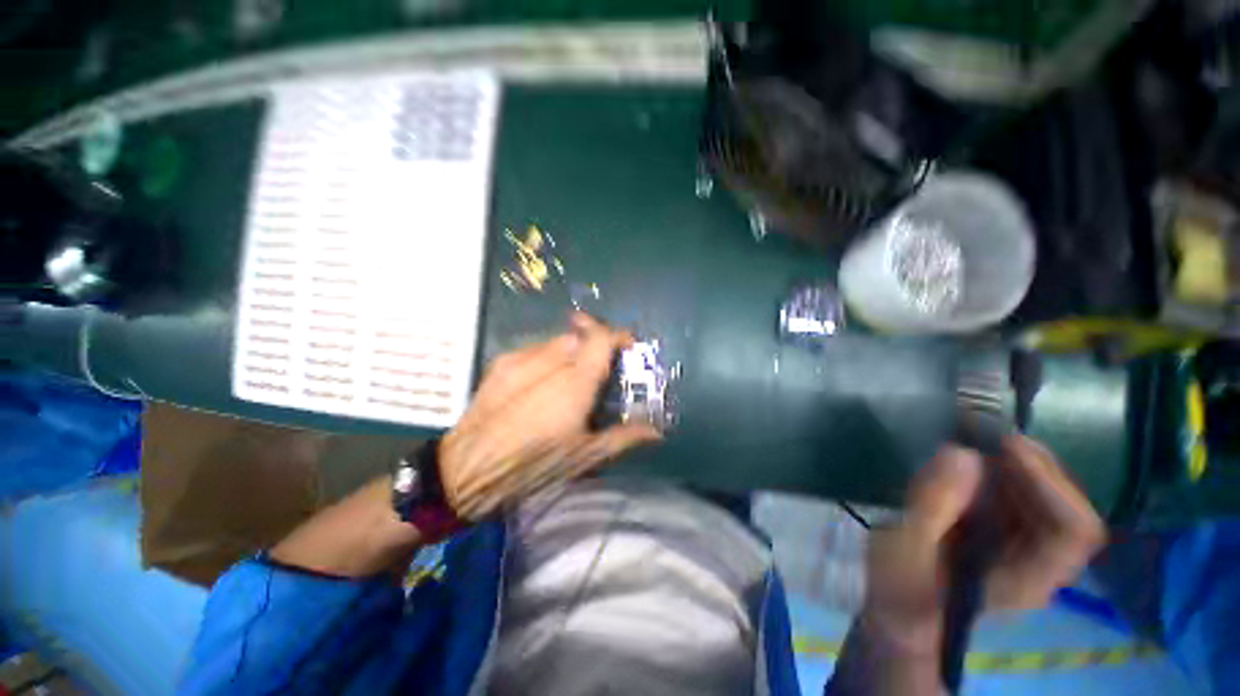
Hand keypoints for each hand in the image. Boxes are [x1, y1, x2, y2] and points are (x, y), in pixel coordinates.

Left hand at [439, 312, 662, 519]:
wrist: (464, 471)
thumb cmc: (532, 465)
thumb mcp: (583, 457)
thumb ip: (623, 437)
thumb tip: (657, 432)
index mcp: (573, 382)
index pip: (600, 337)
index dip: (618, 335)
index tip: (627, 347)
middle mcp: (548, 361)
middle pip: (580, 335)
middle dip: (594, 346)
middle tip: (598, 372)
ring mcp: (520, 358)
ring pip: (556, 340)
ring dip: (571, 352)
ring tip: (568, 381)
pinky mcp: (500, 363)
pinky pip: (533, 349)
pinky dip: (547, 358)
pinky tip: (541, 385)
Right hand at [863, 437, 1105, 652]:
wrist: (897, 614)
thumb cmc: (900, 591)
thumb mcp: (904, 550)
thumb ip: (932, 504)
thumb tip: (962, 453)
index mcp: (1027, 579)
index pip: (1074, 530)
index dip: (1050, 483)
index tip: (1004, 447)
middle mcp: (1039, 563)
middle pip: (1066, 506)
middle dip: (1031, 465)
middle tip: (984, 434)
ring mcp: (1023, 548)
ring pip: (1045, 497)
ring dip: (1015, 464)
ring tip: (973, 440)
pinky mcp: (1003, 534)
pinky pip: (1019, 495)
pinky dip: (999, 470)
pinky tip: (968, 460)